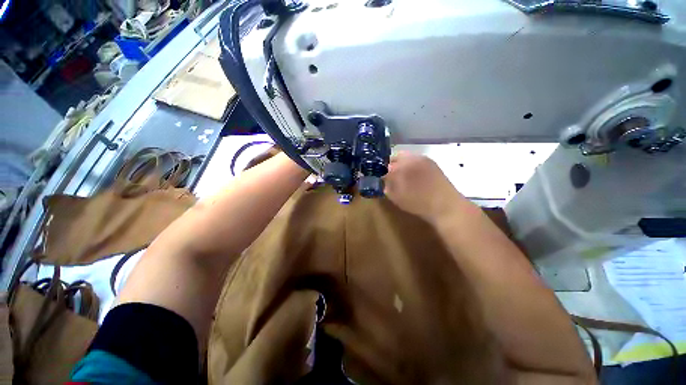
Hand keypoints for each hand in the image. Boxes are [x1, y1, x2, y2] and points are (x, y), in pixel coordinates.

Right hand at [383, 152, 464, 222]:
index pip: (385, 165)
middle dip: (392, 166)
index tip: (382, 178)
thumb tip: (384, 178)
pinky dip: (412, 166)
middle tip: (392, 177)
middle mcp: (411, 158)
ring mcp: (423, 159)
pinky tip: (416, 177)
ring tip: (404, 178)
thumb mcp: (396, 197)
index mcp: (401, 166)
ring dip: (402, 165)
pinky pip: (416, 160)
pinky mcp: (432, 163)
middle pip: (396, 157)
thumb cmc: (418, 203)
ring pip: (406, 158)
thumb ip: (387, 185)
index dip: (382, 171)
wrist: (446, 206)